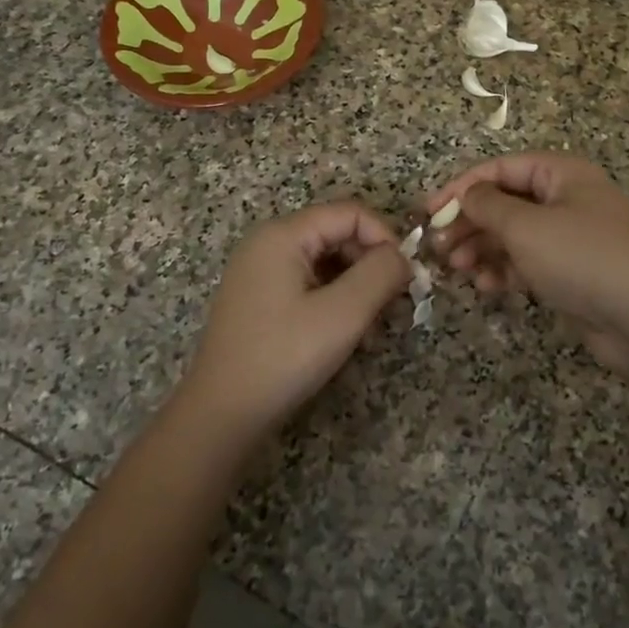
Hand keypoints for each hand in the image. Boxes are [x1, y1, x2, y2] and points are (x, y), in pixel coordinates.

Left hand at [177, 202, 409, 434]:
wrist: (222, 414)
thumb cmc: (283, 357)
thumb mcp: (343, 313)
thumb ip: (380, 274)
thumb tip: (403, 256)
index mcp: (283, 235)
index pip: (350, 213)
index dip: (385, 237)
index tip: (406, 276)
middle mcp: (269, 244)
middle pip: (338, 235)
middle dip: (372, 266)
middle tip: (396, 305)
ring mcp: (261, 272)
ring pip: (327, 262)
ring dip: (358, 288)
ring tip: (375, 329)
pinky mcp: (261, 300)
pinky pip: (310, 284)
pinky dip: (336, 302)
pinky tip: (350, 337)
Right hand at [428, 153, 628, 372]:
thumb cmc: (581, 257)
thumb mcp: (526, 227)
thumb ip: (487, 206)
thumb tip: (466, 195)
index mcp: (561, 174)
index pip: (500, 168)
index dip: (461, 187)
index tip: (428, 211)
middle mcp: (565, 199)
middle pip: (504, 202)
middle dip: (470, 223)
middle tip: (440, 246)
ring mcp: (568, 236)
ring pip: (512, 235)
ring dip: (483, 249)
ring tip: (458, 268)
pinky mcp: (568, 270)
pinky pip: (526, 262)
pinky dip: (504, 270)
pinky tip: (486, 286)